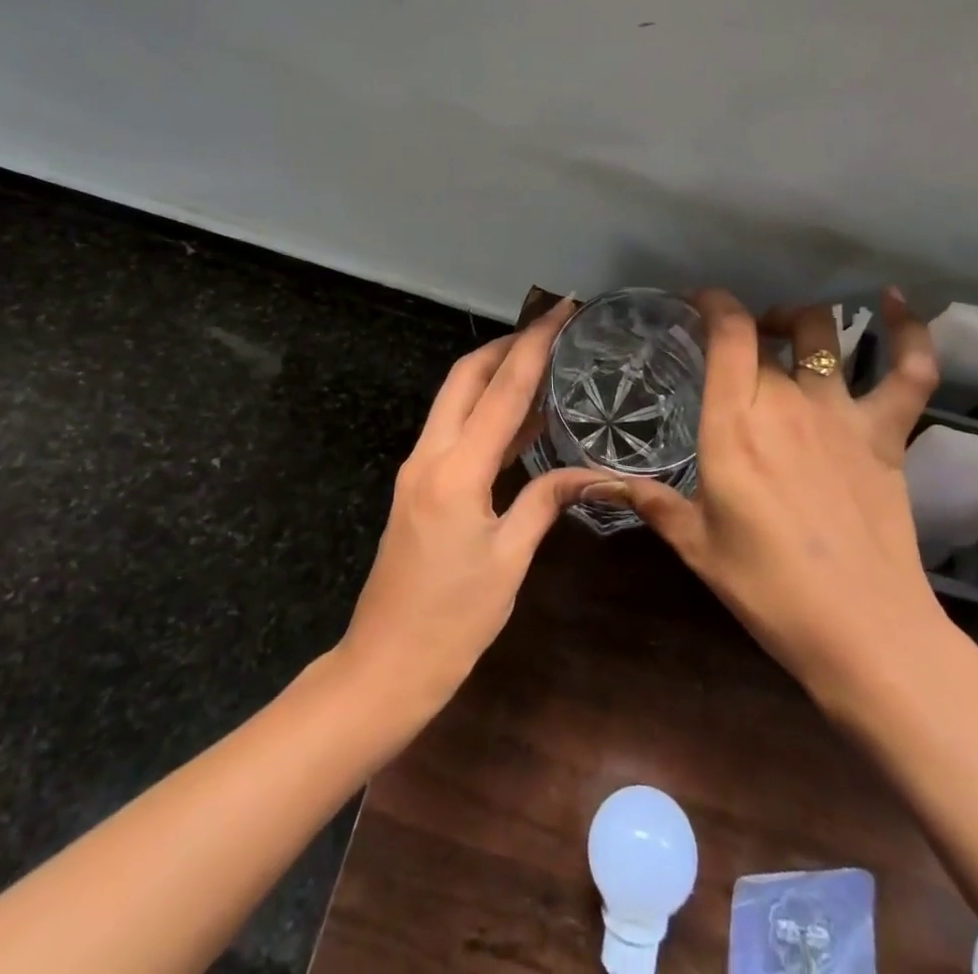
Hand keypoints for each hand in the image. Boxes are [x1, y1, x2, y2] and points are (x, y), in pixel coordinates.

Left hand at [337, 297, 610, 713]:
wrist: (384, 666)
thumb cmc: (452, 623)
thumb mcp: (509, 562)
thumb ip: (547, 502)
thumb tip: (593, 472)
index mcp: (456, 471)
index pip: (503, 390)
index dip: (535, 345)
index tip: (563, 310)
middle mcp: (430, 456)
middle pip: (466, 377)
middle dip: (508, 343)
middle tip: (553, 327)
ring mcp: (419, 468)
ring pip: (457, 399)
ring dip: (496, 372)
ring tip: (543, 357)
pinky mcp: (419, 485)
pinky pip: (456, 429)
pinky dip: (487, 410)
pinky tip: (522, 414)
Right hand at [598, 288, 944, 704]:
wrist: (863, 631)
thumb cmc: (767, 589)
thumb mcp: (696, 545)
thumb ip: (650, 501)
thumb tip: (596, 484)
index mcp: (734, 426)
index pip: (727, 335)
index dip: (713, 303)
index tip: (698, 302)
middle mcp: (786, 403)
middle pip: (765, 335)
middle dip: (744, 327)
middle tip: (730, 347)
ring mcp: (841, 413)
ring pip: (823, 334)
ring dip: (799, 320)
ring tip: (785, 330)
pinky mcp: (886, 433)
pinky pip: (909, 370)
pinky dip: (909, 331)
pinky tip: (897, 301)